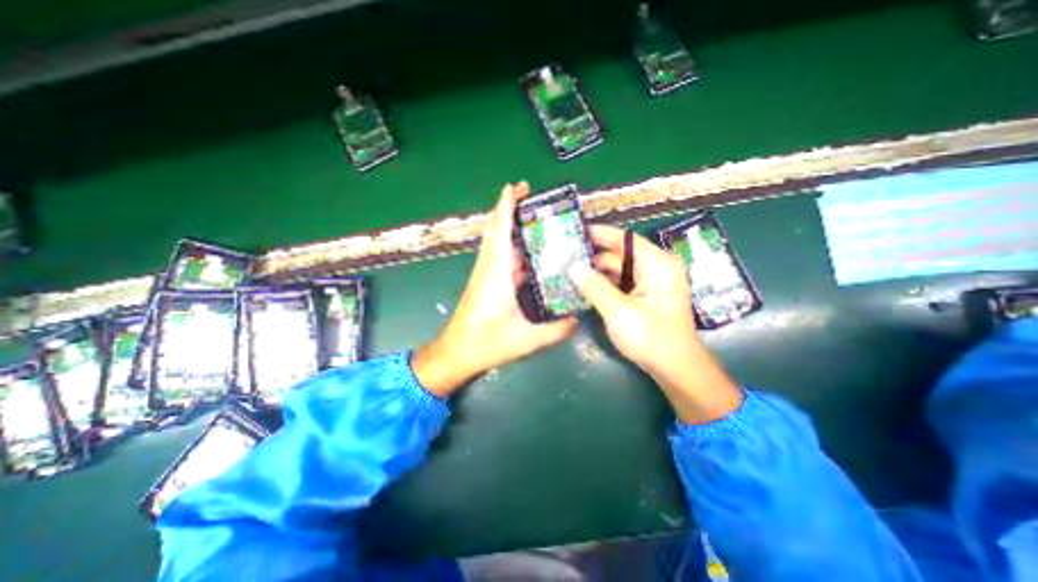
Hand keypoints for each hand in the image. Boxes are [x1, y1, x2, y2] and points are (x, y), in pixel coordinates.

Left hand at [413, 184, 576, 396]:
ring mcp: (486, 274)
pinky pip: (500, 257)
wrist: (456, 354)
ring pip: (498, 242)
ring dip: (511, 227)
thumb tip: (578, 319)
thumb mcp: (526, 339)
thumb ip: (555, 330)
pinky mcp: (486, 283)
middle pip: (497, 229)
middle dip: (510, 209)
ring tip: (536, 221)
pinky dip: (512, 247)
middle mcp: (489, 267)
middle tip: (533, 199)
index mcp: (496, 272)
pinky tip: (530, 252)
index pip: (501, 229)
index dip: (506, 205)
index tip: (517, 186)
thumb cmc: (485, 344)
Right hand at [565, 224, 742, 423]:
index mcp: (657, 264)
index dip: (600, 233)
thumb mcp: (619, 311)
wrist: (674, 367)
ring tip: (570, 270)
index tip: (576, 230)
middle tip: (566, 256)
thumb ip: (595, 287)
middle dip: (593, 256)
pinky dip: (604, 283)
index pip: (624, 239)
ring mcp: (651, 282)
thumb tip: (573, 267)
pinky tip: (584, 286)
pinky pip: (621, 282)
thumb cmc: (651, 337)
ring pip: (618, 270)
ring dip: (596, 271)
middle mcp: (656, 267)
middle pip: (620, 254)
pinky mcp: (645, 295)